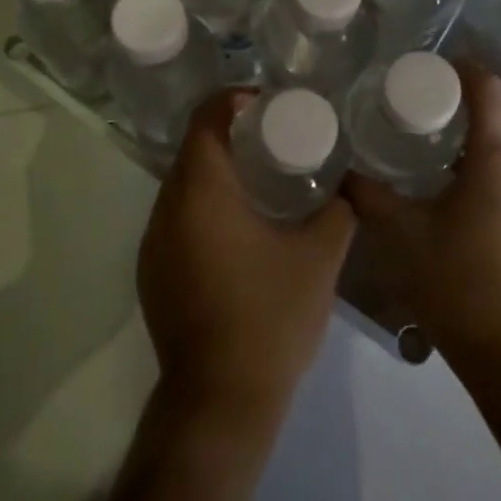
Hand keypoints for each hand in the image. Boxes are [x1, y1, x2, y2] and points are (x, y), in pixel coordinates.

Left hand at [138, 91, 355, 432]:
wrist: (220, 400)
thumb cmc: (270, 317)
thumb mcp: (319, 258)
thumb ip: (338, 211)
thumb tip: (348, 186)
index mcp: (201, 192)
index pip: (204, 119)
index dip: (232, 100)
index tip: (267, 105)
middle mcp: (166, 208)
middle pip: (192, 150)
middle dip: (229, 136)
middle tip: (273, 140)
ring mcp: (152, 243)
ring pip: (182, 186)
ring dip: (215, 174)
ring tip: (260, 181)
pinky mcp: (151, 272)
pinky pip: (176, 219)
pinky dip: (203, 207)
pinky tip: (237, 229)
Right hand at [349, 63, 500, 362]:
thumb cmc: (459, 281)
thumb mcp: (401, 233)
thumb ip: (368, 195)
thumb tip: (341, 171)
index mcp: (499, 157)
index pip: (487, 88)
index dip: (461, 69)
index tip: (429, 69)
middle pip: (494, 126)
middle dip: (456, 120)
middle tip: (412, 126)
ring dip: (471, 159)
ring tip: (430, 171)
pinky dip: (489, 187)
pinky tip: (459, 215)